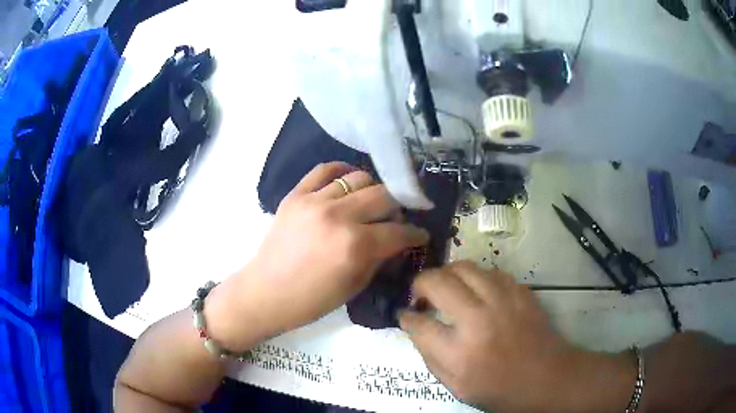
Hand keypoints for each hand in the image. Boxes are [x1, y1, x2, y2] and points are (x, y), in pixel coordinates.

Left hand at [209, 162, 428, 349]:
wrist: (265, 292)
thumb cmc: (311, 301)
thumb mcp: (354, 286)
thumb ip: (380, 258)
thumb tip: (397, 241)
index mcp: (355, 247)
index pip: (398, 231)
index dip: (415, 233)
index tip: (420, 234)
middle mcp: (338, 216)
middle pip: (384, 196)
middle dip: (399, 207)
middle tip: (397, 218)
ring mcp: (315, 201)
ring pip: (359, 178)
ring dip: (373, 190)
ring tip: (372, 202)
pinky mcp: (296, 194)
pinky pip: (325, 169)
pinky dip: (342, 171)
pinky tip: (349, 181)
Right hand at [399, 262, 636, 412]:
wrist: (547, 378)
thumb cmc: (499, 389)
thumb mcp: (456, 386)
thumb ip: (430, 355)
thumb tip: (414, 325)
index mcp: (459, 351)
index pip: (418, 322)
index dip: (406, 315)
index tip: (406, 312)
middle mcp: (479, 319)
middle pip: (437, 281)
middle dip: (420, 283)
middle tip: (421, 294)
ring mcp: (503, 299)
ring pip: (464, 267)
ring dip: (448, 275)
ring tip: (447, 288)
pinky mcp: (520, 290)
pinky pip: (490, 271)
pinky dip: (476, 278)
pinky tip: (477, 292)